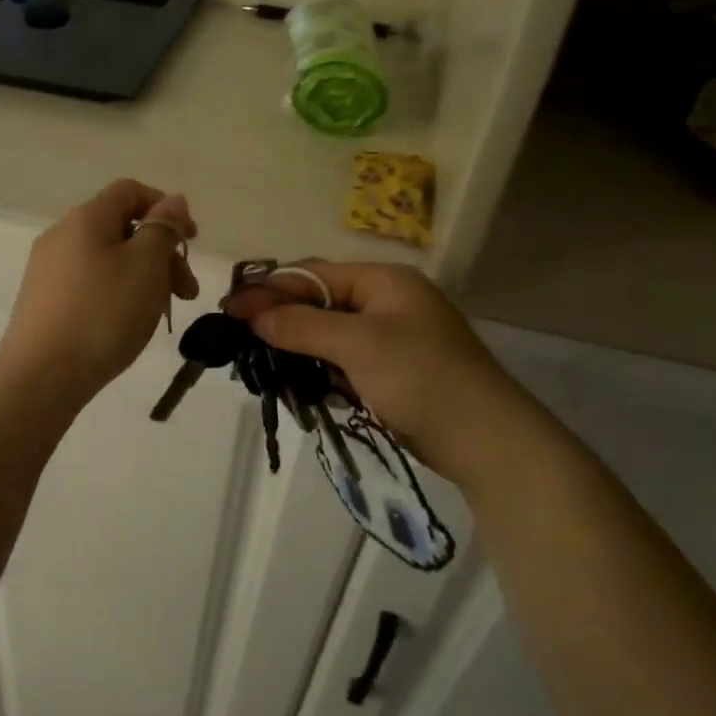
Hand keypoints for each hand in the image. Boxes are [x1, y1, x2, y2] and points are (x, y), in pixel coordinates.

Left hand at [0, 180, 198, 402]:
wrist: (41, 376)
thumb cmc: (103, 314)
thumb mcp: (146, 266)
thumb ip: (162, 228)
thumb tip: (171, 202)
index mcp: (85, 218)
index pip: (130, 191)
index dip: (165, 207)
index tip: (191, 239)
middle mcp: (61, 236)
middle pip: (121, 227)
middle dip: (161, 252)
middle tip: (187, 291)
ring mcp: (48, 270)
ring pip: (107, 259)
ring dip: (143, 276)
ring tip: (162, 312)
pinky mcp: (44, 301)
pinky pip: (90, 283)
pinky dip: (117, 293)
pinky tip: (127, 324)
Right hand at [227, 261, 560, 489]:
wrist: (487, 440)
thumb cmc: (422, 378)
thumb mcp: (358, 345)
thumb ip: (302, 325)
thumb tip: (252, 314)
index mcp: (384, 281)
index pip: (313, 275)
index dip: (270, 290)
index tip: (229, 308)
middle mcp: (386, 302)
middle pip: (319, 302)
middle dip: (279, 318)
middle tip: (238, 336)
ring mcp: (389, 338)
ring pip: (327, 334)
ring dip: (295, 347)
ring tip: (258, 363)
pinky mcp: (390, 371)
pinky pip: (342, 361)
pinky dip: (317, 370)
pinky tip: (294, 383)